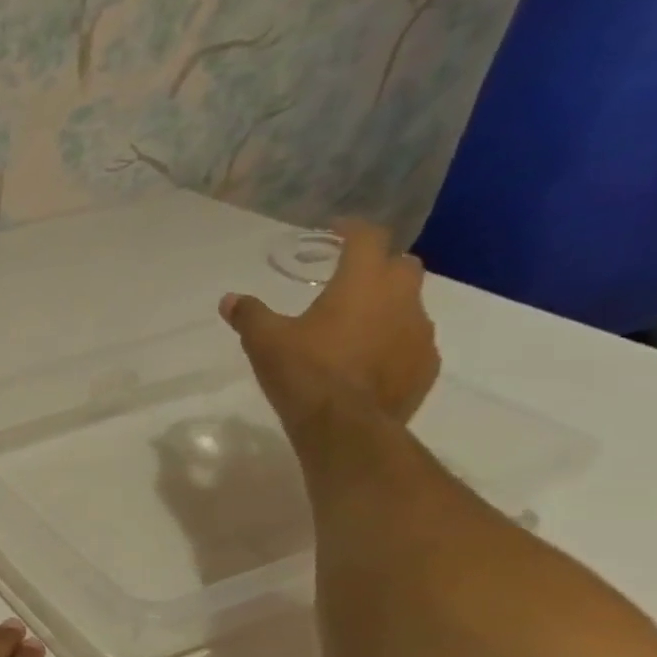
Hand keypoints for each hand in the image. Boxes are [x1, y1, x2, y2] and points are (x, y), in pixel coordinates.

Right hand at [221, 220, 438, 428]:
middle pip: (401, 265)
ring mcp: (420, 332)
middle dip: (379, 267)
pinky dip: (393, 344)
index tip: (336, 231)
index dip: (352, 229)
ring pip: (410, 305)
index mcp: (362, 283)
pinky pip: (412, 343)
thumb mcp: (265, 342)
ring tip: (356, 328)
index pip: (368, 238)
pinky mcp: (426, 365)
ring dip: (387, 308)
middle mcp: (401, 298)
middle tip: (350, 281)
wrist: (346, 426)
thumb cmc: (304, 373)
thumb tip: (229, 299)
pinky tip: (368, 362)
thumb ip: (249, 316)